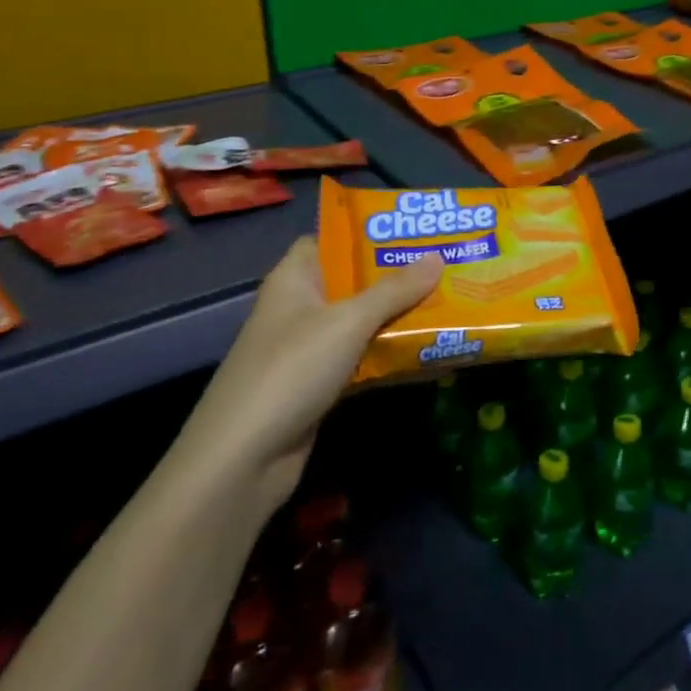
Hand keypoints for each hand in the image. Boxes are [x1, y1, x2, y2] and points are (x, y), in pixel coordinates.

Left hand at [171, 237, 442, 510]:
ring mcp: (307, 349)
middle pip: (351, 281)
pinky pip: (361, 357)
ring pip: (360, 322)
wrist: (243, 460)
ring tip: (447, 299)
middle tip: (444, 263)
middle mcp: (299, 308)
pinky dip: (388, 353)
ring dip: (397, 315)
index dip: (365, 233)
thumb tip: (438, 258)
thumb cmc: (291, 369)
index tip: (411, 231)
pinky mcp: (318, 385)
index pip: (328, 240)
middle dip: (395, 275)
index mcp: (294, 279)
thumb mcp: (348, 321)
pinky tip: (426, 347)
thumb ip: (394, 290)